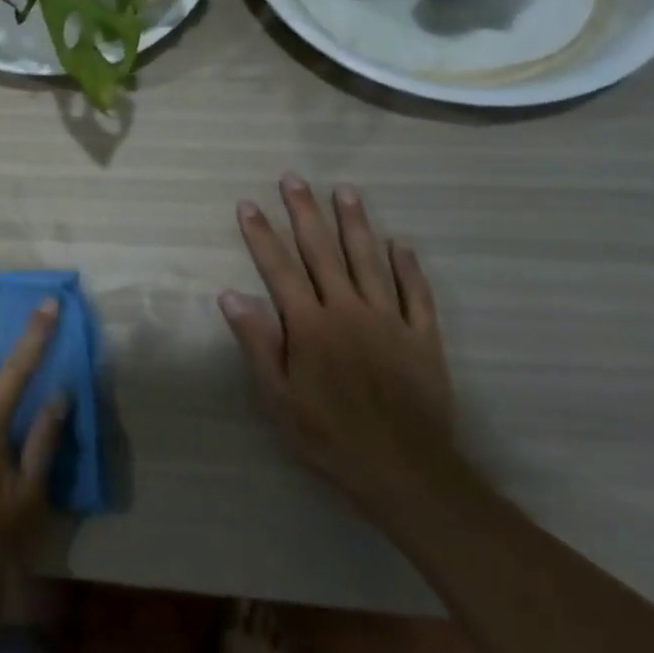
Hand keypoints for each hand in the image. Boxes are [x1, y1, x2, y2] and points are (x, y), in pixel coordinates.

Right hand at [219, 173, 453, 517]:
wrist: (407, 473)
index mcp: (309, 325)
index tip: (248, 204)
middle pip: (322, 252)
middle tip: (294, 179)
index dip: (261, 234)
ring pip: (369, 261)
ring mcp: (389, 321)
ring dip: (355, 224)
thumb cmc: (331, 436)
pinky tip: (400, 243)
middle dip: (305, 212)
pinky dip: (407, 266)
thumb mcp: (279, 398)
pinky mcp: (422, 338)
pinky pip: (415, 294)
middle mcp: (348, 311)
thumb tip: (230, 295)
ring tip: (345, 191)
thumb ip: (258, 343)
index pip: (279, 268)